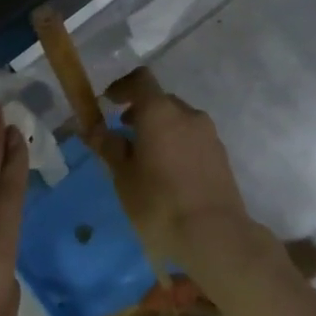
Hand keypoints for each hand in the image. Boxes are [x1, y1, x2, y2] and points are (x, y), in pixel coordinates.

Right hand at [85, 67, 254, 266]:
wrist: (214, 235)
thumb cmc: (158, 202)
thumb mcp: (123, 176)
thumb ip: (109, 147)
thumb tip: (94, 129)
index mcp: (160, 112)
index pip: (141, 80)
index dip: (122, 87)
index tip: (109, 102)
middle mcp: (188, 115)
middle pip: (161, 100)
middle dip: (141, 112)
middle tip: (123, 136)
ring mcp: (209, 135)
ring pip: (179, 121)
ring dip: (161, 130)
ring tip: (145, 160)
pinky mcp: (221, 156)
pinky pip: (193, 139)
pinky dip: (177, 145)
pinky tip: (168, 175)